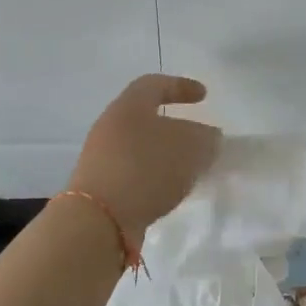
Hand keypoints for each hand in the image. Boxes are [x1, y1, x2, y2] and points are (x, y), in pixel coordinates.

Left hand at [67, 75, 220, 241]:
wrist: (98, 221)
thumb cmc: (147, 169)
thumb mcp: (192, 147)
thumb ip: (206, 138)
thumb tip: (207, 137)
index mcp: (129, 106)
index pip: (155, 84)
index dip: (181, 86)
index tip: (204, 95)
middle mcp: (110, 126)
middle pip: (145, 117)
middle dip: (174, 126)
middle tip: (197, 138)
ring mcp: (100, 158)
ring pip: (139, 147)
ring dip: (165, 154)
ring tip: (188, 169)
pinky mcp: (99, 187)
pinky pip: (133, 172)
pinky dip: (153, 176)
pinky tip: (168, 191)